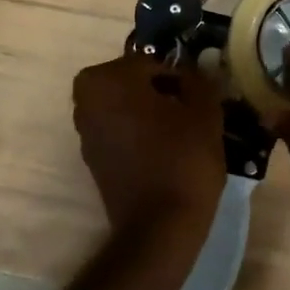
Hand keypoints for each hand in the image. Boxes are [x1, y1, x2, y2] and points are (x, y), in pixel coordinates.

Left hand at [72, 55, 224, 236]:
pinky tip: (168, 149)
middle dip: (161, 90)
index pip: (151, 61)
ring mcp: (86, 132)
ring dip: (150, 111)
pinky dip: (140, 133)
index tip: (200, 92)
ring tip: (183, 129)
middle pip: (133, 82)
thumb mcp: (204, 110)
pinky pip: (120, 131)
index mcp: (107, 80)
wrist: (160, 228)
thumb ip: (198, 79)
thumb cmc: (183, 159)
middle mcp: (86, 101)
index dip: (179, 75)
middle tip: (192, 107)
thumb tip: (192, 69)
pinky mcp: (93, 159)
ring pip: (125, 106)